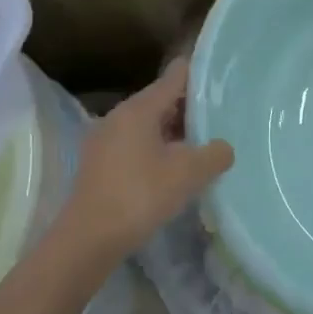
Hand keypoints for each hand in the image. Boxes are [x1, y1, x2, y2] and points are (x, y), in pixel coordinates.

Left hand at [48, 58, 232, 280]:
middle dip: (191, 108)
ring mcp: (105, 140)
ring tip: (204, 145)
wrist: (88, 240)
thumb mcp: (189, 174)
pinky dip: (158, 149)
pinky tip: (175, 170)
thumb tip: (224, 148)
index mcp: (139, 109)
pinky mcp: (100, 164)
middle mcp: (119, 116)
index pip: (175, 76)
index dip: (199, 73)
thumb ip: (215, 154)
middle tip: (222, 117)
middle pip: (162, 100)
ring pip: (149, 125)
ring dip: (175, 132)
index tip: (223, 77)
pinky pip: (136, 144)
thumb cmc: (140, 195)